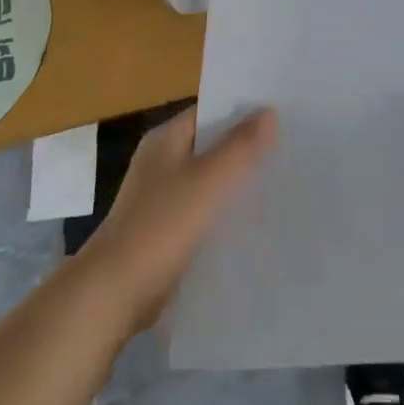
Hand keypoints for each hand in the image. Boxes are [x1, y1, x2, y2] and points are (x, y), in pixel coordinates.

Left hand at [79, 106, 276, 333]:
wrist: (114, 293)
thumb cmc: (160, 226)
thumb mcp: (207, 181)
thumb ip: (239, 146)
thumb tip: (269, 111)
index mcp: (165, 140)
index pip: (209, 111)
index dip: (242, 110)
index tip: (280, 113)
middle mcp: (162, 162)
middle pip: (210, 145)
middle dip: (244, 147)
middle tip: (288, 146)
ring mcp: (161, 197)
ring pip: (208, 179)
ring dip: (236, 181)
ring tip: (280, 180)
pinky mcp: (166, 230)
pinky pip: (203, 210)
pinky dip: (224, 210)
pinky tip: (253, 219)